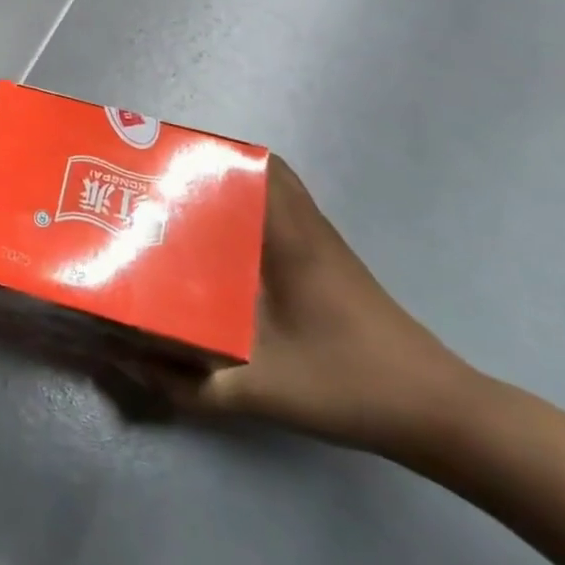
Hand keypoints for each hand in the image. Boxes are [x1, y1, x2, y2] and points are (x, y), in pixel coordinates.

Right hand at [137, 156, 479, 460]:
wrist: (436, 413)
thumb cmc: (349, 386)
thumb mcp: (259, 391)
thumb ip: (189, 383)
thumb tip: (128, 360)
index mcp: (292, 238)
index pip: (255, 166)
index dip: (211, 151)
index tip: (165, 159)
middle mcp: (308, 228)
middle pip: (263, 169)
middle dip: (213, 166)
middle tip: (167, 183)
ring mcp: (324, 245)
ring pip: (276, 192)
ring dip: (234, 189)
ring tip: (185, 208)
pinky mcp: (332, 265)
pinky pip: (285, 216)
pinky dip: (254, 215)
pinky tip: (227, 251)